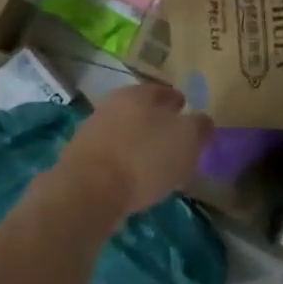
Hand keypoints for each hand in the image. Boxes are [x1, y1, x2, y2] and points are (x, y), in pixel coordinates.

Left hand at [54, 83, 214, 217]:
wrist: (87, 191)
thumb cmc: (144, 158)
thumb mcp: (187, 139)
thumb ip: (199, 127)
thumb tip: (202, 121)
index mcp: (138, 93)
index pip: (165, 92)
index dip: (180, 103)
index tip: (189, 116)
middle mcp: (111, 105)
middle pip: (142, 112)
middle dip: (159, 124)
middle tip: (175, 142)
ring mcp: (92, 132)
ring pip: (126, 133)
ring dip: (140, 145)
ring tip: (157, 166)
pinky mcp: (80, 159)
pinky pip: (113, 157)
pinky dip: (125, 164)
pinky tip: (135, 180)